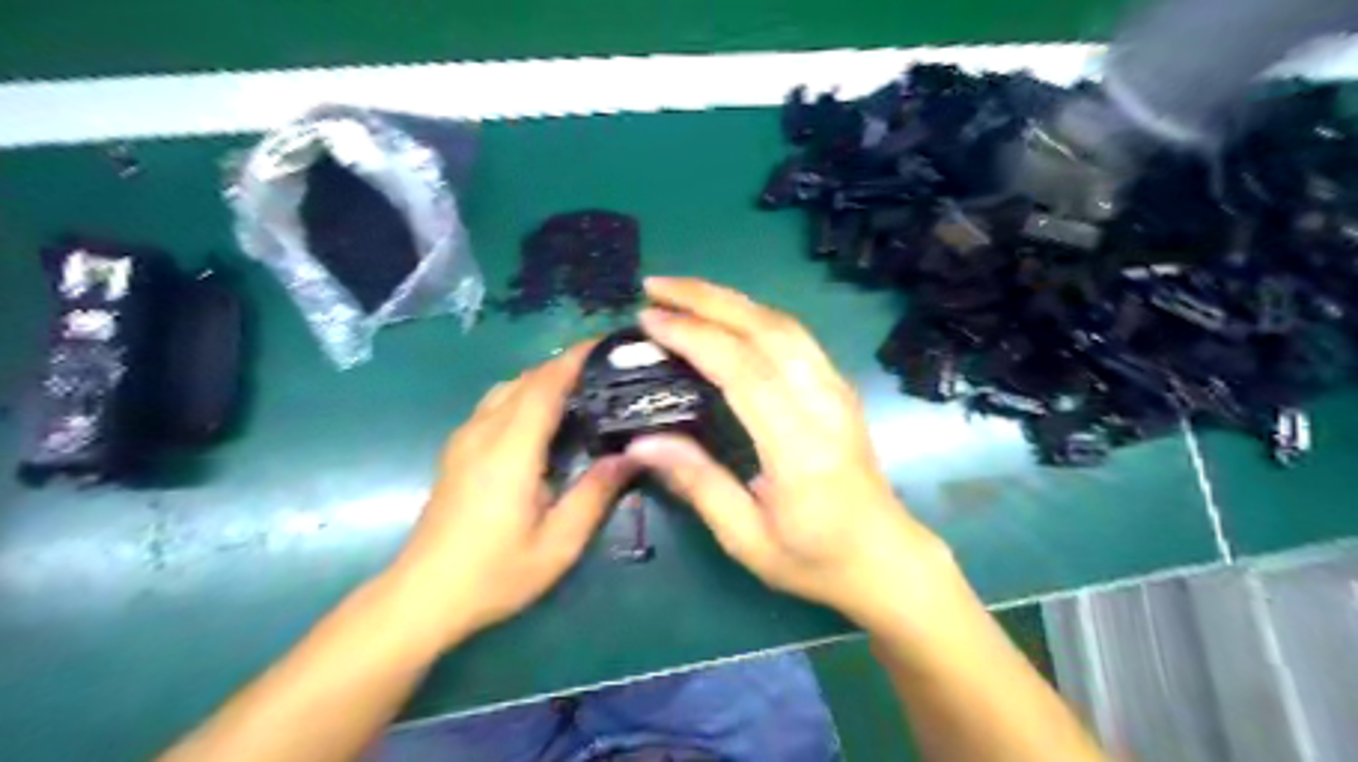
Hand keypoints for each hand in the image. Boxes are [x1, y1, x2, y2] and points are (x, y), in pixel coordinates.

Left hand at [383, 342, 633, 645]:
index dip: (575, 359)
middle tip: (607, 369)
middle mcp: (484, 432)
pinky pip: (494, 404)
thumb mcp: (558, 543)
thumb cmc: (494, 573)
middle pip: (525, 379)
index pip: (545, 385)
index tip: (607, 344)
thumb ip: (595, 494)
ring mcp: (464, 439)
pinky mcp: (457, 451)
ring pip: (506, 388)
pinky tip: (543, 418)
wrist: (422, 596)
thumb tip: (631, 456)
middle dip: (565, 365)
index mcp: (510, 449)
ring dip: (542, 378)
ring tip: (581, 389)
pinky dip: (524, 395)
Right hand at [632, 277, 946, 628]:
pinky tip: (726, 315)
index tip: (649, 320)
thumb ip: (698, 484)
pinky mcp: (838, 387)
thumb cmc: (815, 559)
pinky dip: (754, 315)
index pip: (743, 370)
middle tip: (656, 288)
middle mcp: (824, 404)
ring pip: (783, 324)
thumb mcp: (747, 539)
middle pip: (766, 329)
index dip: (694, 337)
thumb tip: (641, 442)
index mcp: (800, 448)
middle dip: (706, 299)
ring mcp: (837, 390)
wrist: (885, 557)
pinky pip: (794, 336)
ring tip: (682, 293)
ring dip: (730, 299)